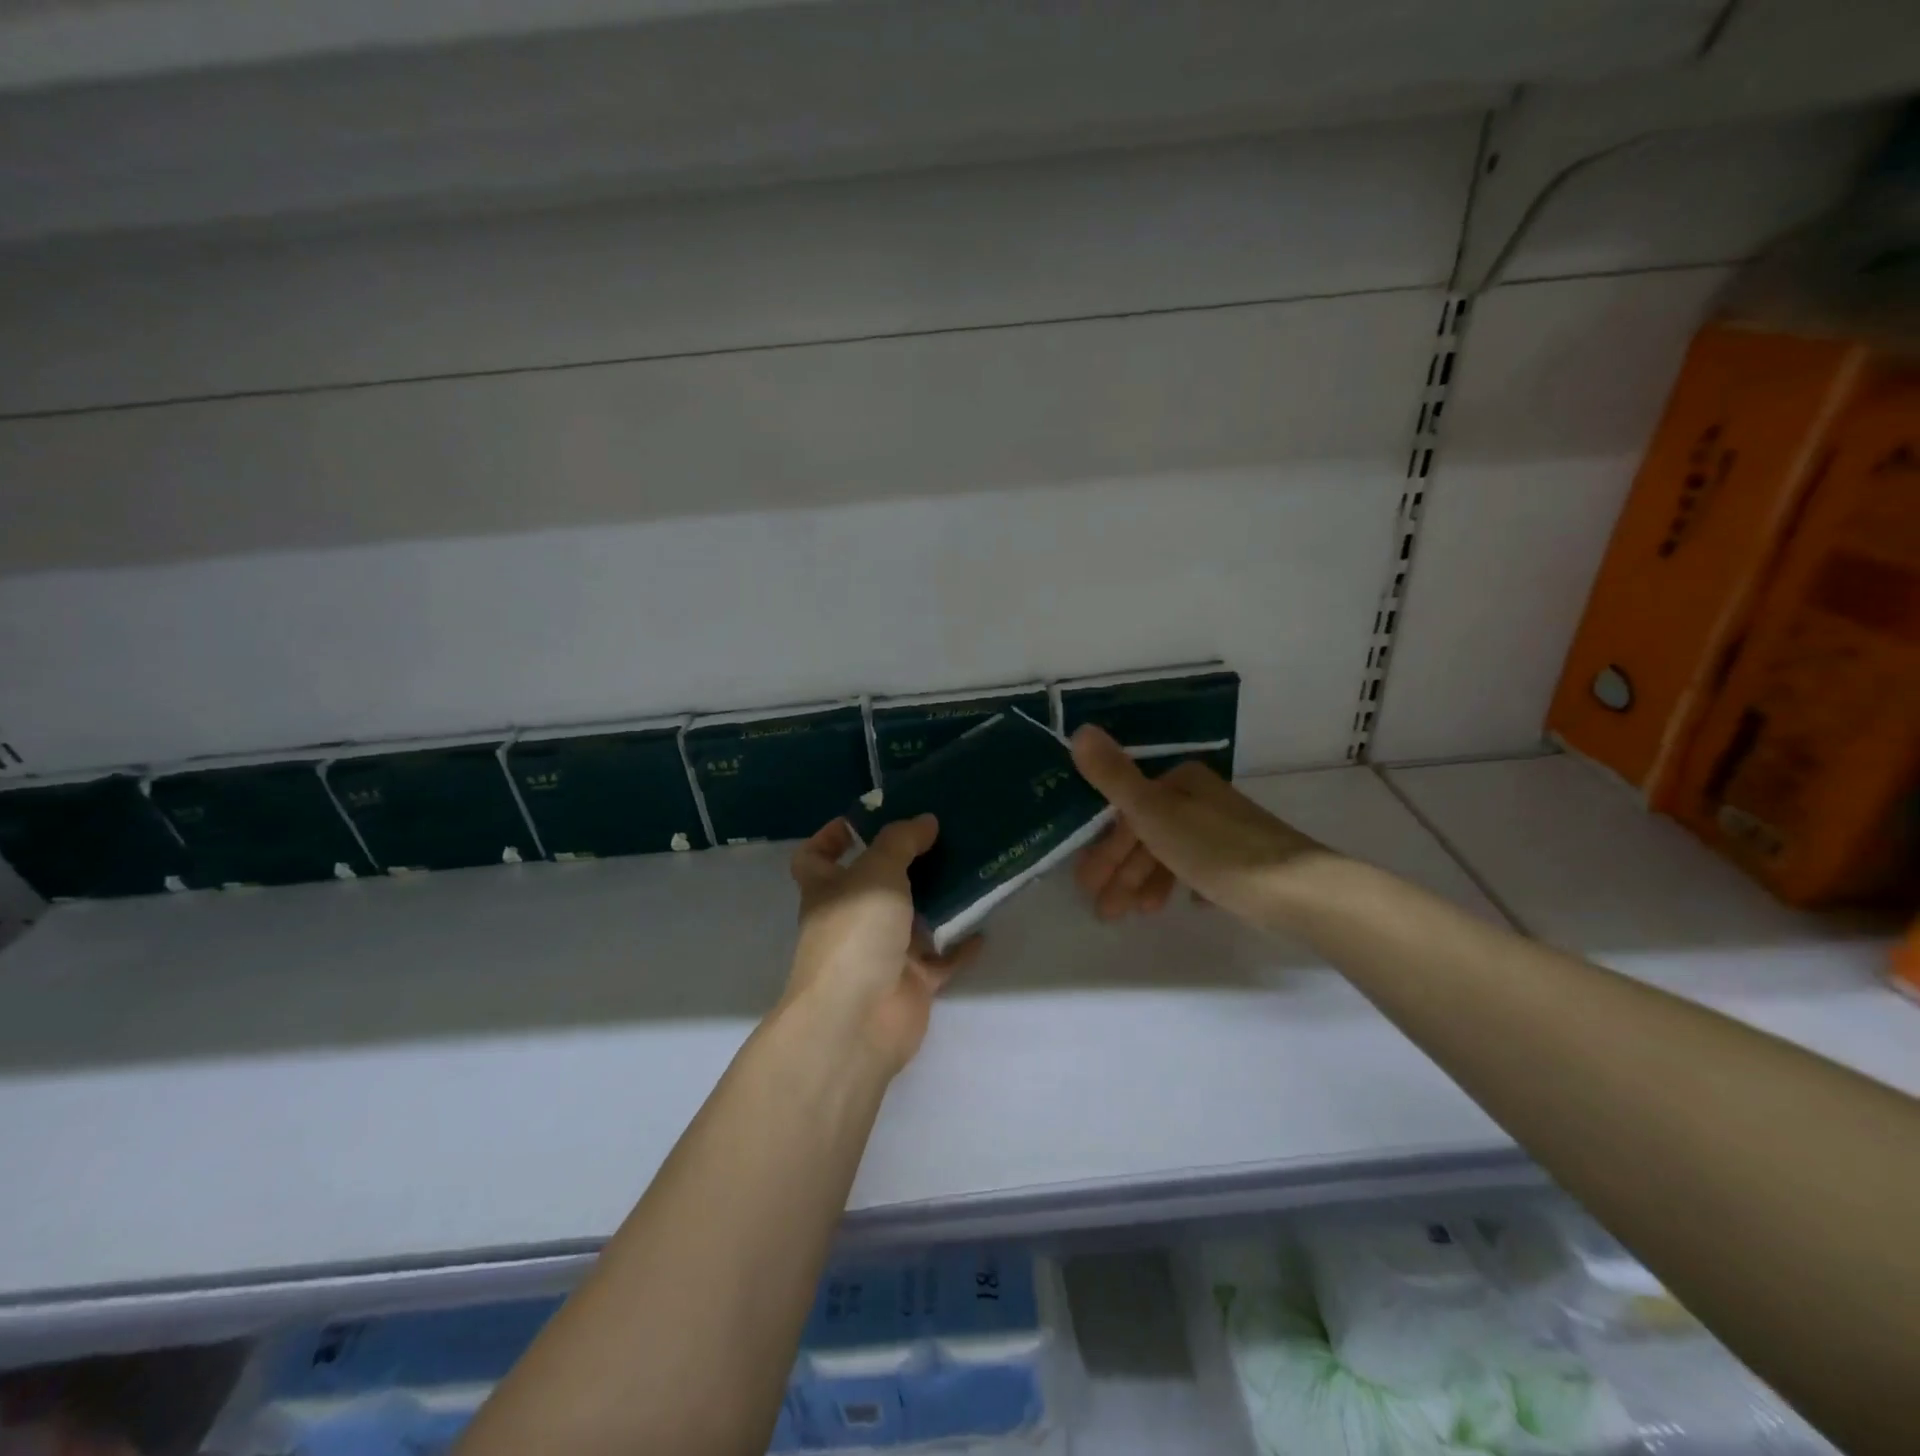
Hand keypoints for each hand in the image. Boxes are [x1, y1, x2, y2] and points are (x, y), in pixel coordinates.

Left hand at [784, 815, 980, 1074]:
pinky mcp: (911, 983)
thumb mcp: (876, 872)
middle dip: (904, 862)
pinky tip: (983, 926)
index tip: (866, 820)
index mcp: (828, 890)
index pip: (815, 857)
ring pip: (912, 919)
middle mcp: (852, 920)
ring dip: (938, 899)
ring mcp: (882, 953)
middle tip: (941, 836)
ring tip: (969, 869)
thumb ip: (901, 841)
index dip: (832, 837)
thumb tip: (925, 821)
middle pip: (875, 885)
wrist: (859, 1019)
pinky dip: (960, 945)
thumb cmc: (855, 933)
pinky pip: (941, 958)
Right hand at [1069, 725, 1325, 929]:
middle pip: (1148, 835)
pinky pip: (1203, 871)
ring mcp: (1227, 831)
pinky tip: (1183, 906)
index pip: (1127, 812)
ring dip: (1147, 884)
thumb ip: (1115, 777)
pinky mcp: (1248, 862)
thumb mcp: (1155, 813)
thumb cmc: (1217, 851)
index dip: (1104, 847)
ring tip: (1136, 916)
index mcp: (1181, 783)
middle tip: (1104, 911)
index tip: (1086, 884)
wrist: (1300, 891)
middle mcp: (1203, 800)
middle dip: (1122, 873)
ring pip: (1172, 854)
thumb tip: (1079, 731)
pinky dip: (1184, 886)